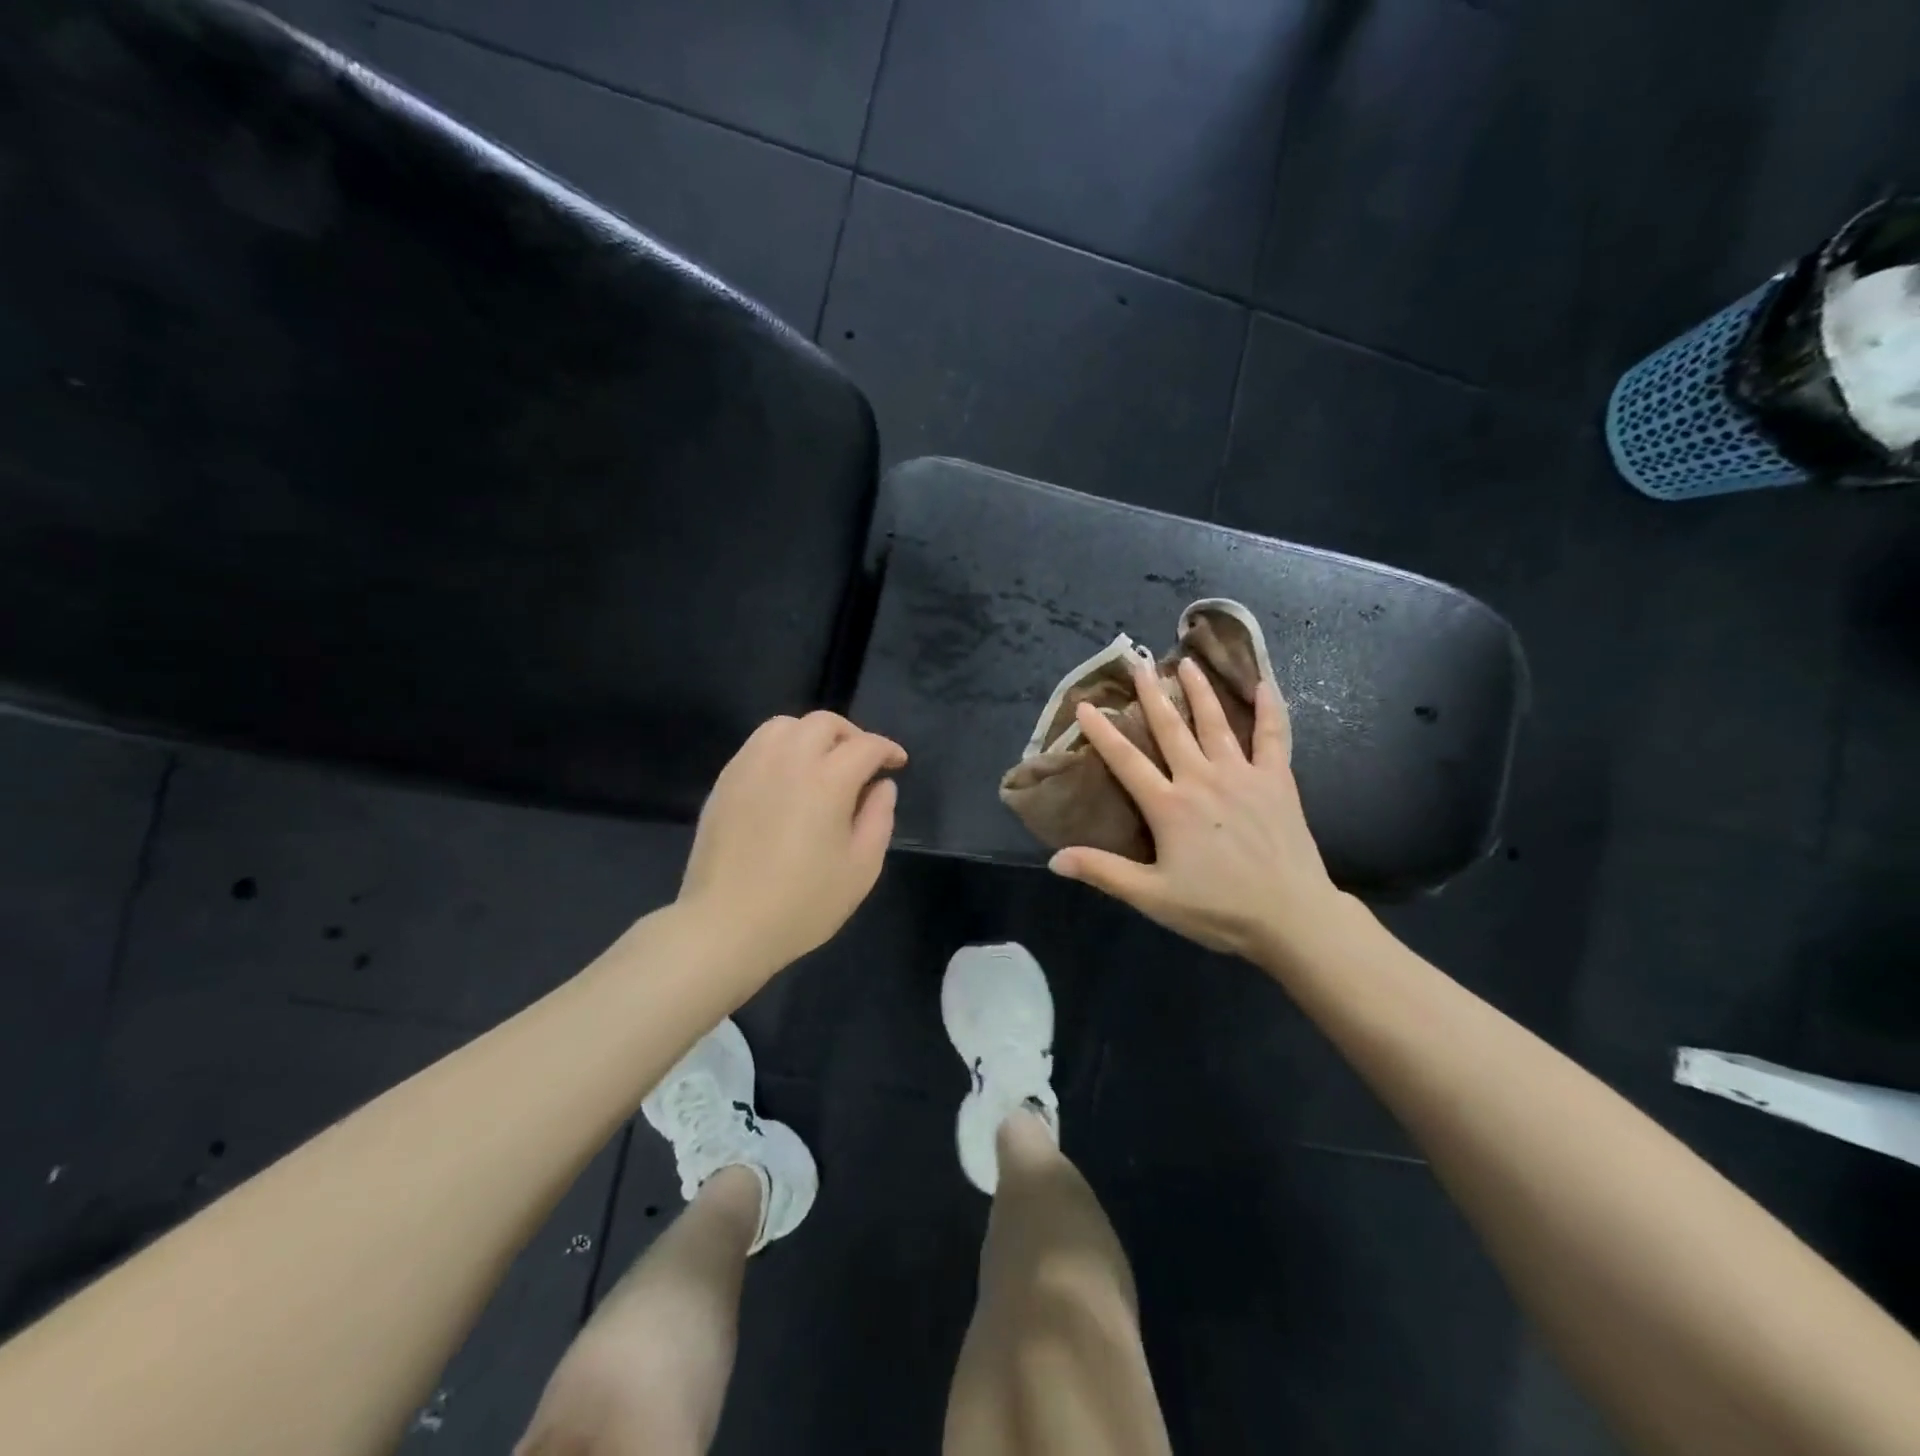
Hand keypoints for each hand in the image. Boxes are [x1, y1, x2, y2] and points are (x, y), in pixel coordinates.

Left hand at [678, 711, 905, 975]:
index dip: (887, 749)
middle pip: (824, 723)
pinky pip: (757, 744)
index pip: (865, 746)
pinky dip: (781, 747)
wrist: (726, 925)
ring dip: (812, 735)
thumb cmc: (803, 904)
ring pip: (785, 725)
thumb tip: (882, 786)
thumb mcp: (861, 869)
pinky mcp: (725, 781)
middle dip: (851, 735)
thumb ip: (879, 819)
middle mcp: (788, 761)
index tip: (897, 763)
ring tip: (822, 763)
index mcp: (827, 781)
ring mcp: (751, 767)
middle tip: (862, 762)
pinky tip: (787, 777)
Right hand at [1049, 655, 1346, 962]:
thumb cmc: (1217, 908)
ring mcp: (1243, 775)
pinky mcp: (1277, 780)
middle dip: (1151, 694)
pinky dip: (1271, 709)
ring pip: (1215, 723)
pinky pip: (1274, 736)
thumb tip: (1054, 859)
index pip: (1126, 760)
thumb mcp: (1152, 896)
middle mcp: (1202, 779)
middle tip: (1139, 663)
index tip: (1085, 704)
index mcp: (1169, 805)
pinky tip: (1266, 684)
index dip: (1102, 732)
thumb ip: (1103, 872)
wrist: (1291, 916)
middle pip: (1171, 728)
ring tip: (1187, 663)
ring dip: (1200, 691)